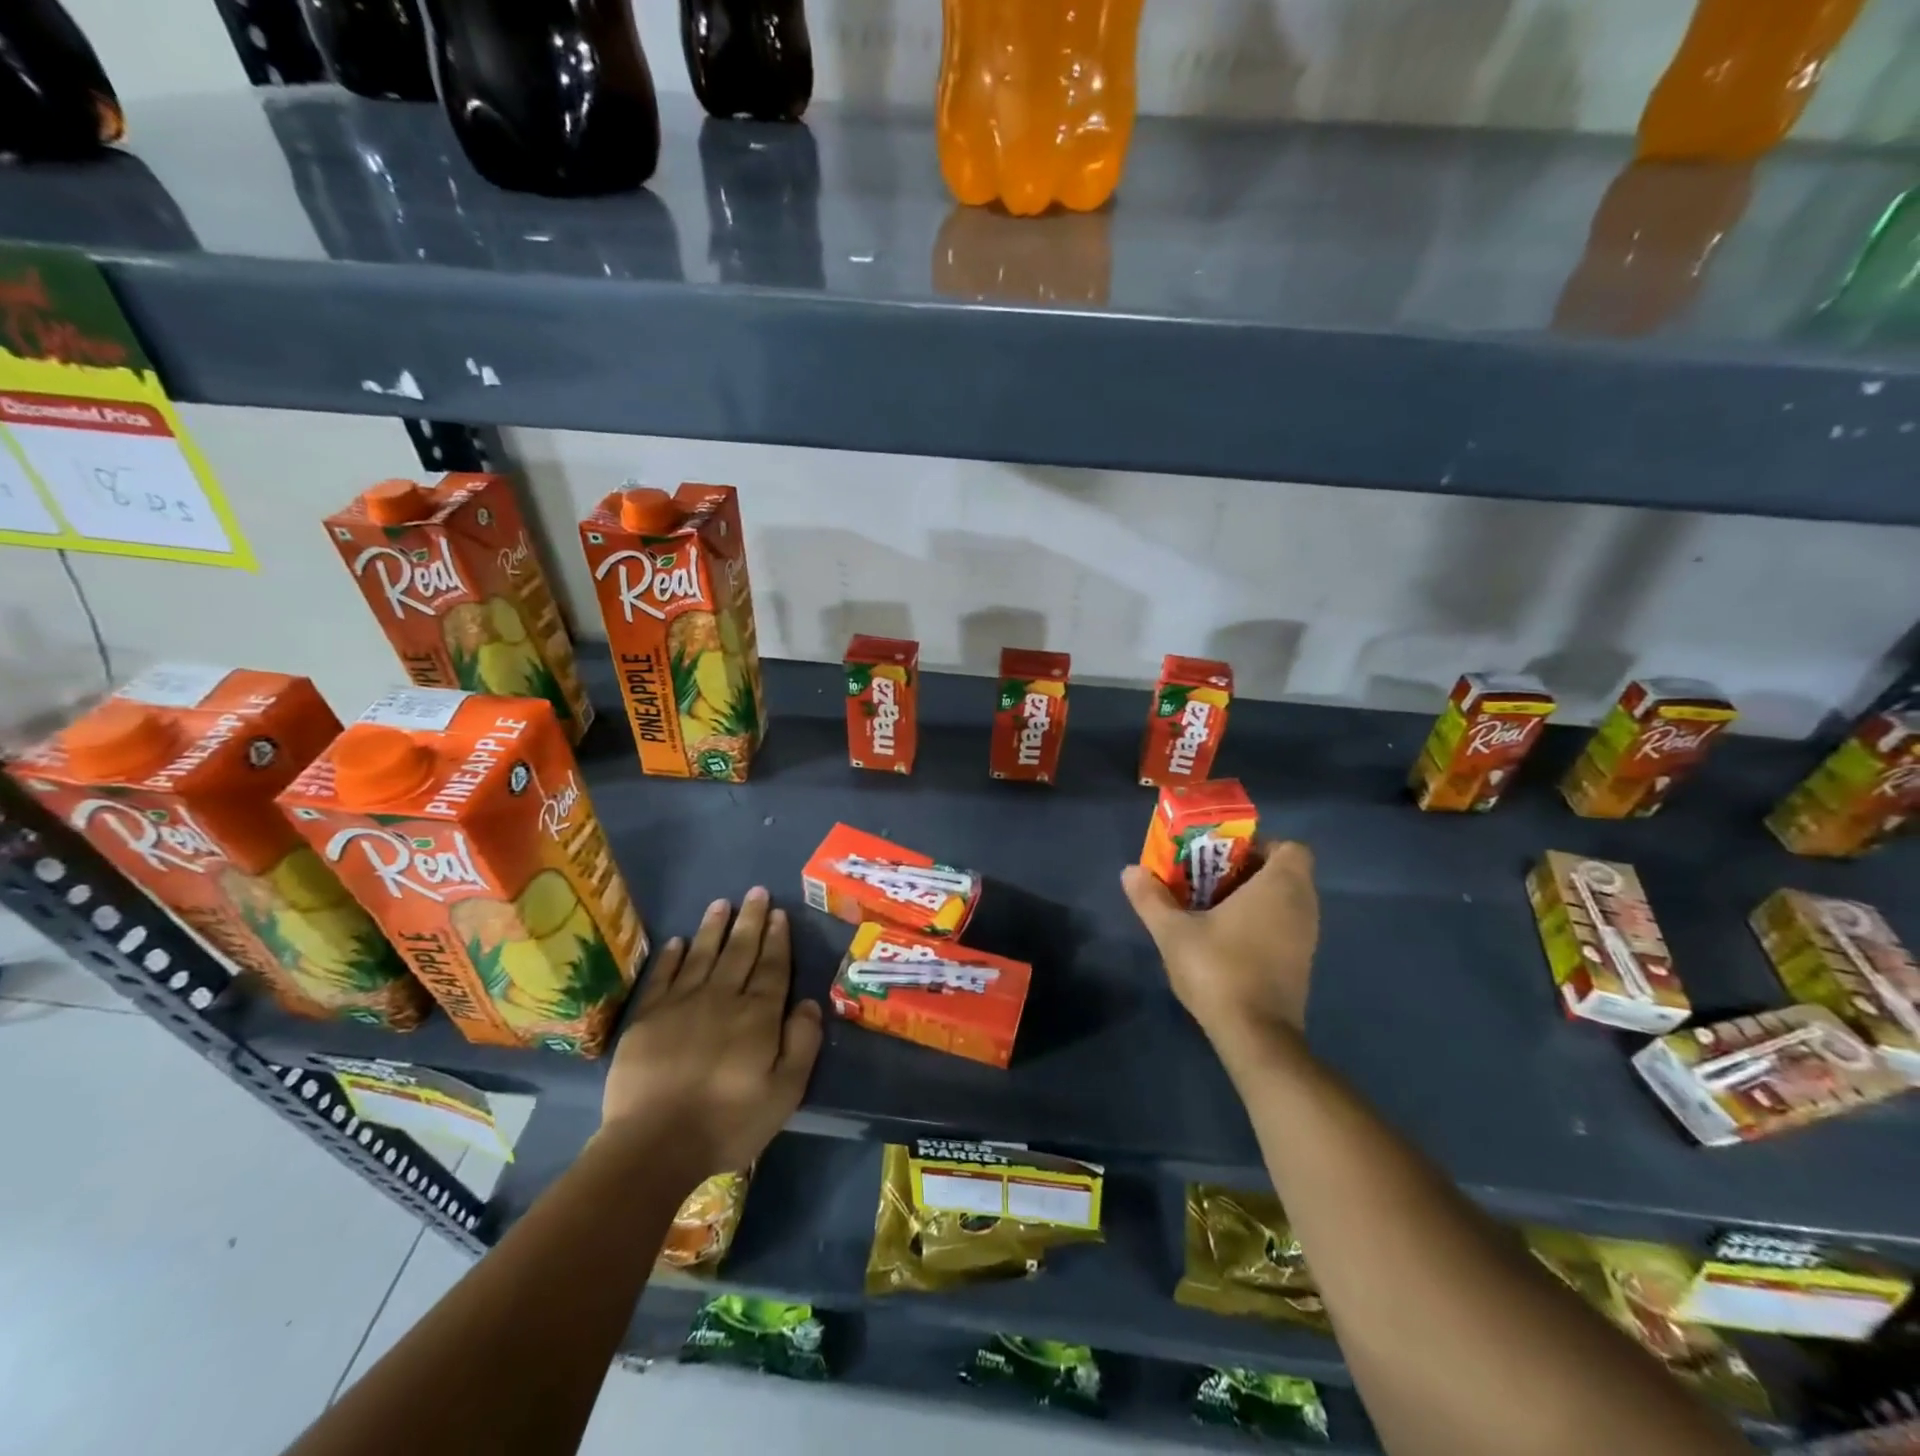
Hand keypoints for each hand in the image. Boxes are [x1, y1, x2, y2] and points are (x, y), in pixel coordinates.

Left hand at [600, 887, 822, 1179]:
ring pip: (702, 955)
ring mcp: (681, 1004)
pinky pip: (662, 977)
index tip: (779, 913)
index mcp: (758, 1015)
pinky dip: (671, 957)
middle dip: (750, 920)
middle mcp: (722, 998)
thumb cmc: (728, 1122)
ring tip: (722, 903)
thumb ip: (802, 1043)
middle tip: (756, 892)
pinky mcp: (647, 1018)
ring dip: (713, 928)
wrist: (654, 1145)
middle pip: (739, 951)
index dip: (777, 939)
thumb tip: (809, 1002)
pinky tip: (677, 941)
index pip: (772, 967)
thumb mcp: (785, 1092)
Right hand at [1121, 839, 1318, 1067]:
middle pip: (1285, 873)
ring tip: (1212, 909)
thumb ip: (1151, 898)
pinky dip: (1262, 925)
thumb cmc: (1219, 970)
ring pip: (1285, 902)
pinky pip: (1285, 927)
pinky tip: (1227, 941)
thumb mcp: (1173, 931)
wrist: (1256, 1037)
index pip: (1291, 848)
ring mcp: (1306, 939)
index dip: (1261, 846)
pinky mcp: (1301, 965)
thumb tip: (1130, 871)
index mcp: (1280, 886)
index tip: (1225, 857)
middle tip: (1208, 879)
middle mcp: (1302, 907)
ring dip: (1254, 899)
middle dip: (1248, 871)